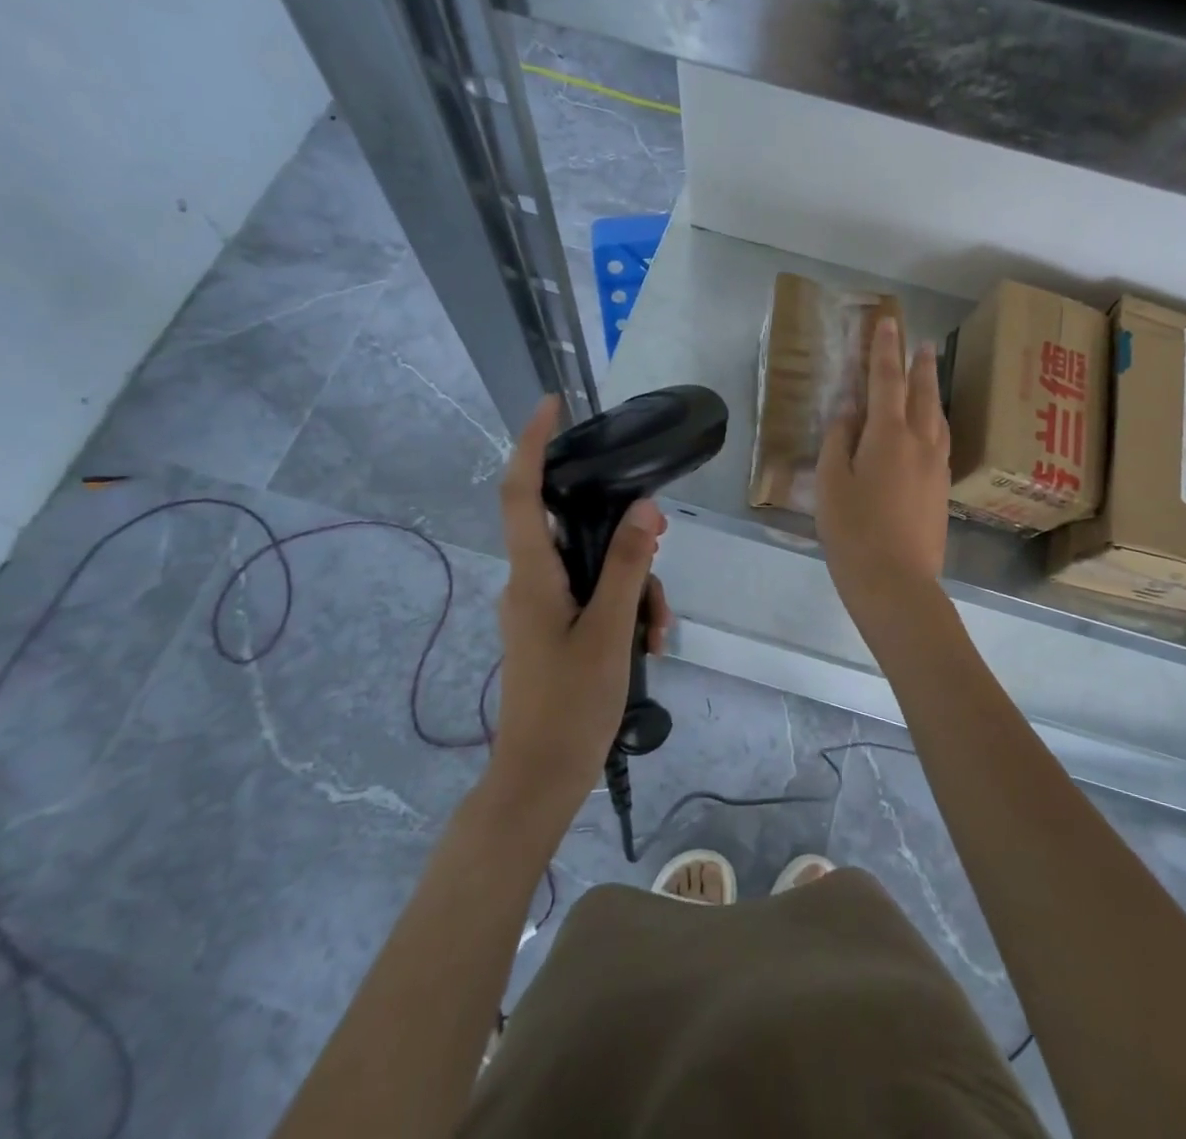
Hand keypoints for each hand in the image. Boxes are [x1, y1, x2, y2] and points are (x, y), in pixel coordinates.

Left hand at [492, 396, 670, 814]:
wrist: (540, 779)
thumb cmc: (571, 707)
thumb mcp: (612, 632)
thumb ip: (629, 567)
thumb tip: (646, 509)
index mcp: (533, 577)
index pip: (521, 493)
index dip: (531, 444)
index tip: (552, 406)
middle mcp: (529, 582)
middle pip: (572, 528)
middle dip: (622, 531)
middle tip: (664, 542)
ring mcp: (538, 606)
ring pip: (591, 565)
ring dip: (632, 584)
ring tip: (661, 626)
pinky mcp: (551, 626)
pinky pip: (590, 594)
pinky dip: (622, 605)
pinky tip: (650, 638)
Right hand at [814, 318, 951, 604]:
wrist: (896, 582)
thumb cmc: (852, 531)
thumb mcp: (831, 482)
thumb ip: (839, 440)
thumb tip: (849, 412)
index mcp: (889, 435)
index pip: (886, 380)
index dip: (885, 350)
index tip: (889, 322)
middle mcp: (920, 443)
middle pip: (923, 394)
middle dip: (920, 365)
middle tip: (921, 342)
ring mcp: (936, 467)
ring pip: (939, 418)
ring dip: (933, 391)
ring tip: (928, 377)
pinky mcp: (942, 490)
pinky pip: (942, 441)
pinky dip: (935, 421)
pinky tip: (932, 428)